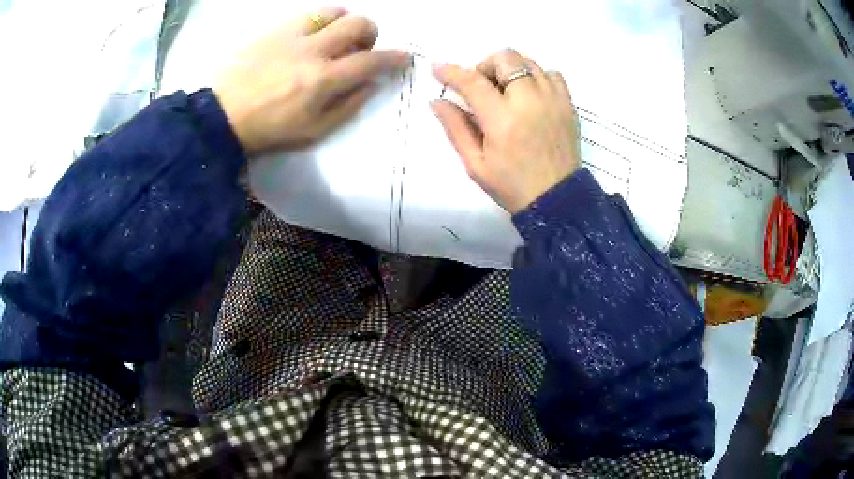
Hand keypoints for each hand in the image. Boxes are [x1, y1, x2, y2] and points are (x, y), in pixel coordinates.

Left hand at [214, 8, 409, 155]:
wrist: (222, 115)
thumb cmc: (269, 129)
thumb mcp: (313, 131)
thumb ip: (348, 106)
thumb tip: (371, 84)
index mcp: (323, 80)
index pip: (371, 61)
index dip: (394, 57)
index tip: (404, 57)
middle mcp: (312, 50)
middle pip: (358, 24)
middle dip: (370, 33)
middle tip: (360, 48)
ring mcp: (292, 35)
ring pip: (334, 11)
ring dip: (344, 23)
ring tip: (335, 38)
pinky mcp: (274, 29)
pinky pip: (307, 14)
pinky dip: (319, 22)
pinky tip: (310, 37)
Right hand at [431, 49, 580, 213]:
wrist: (557, 200)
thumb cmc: (512, 186)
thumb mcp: (475, 164)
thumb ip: (456, 128)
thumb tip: (437, 101)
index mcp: (502, 120)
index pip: (472, 81)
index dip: (451, 71)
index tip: (438, 69)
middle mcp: (530, 101)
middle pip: (506, 58)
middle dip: (486, 65)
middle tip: (482, 87)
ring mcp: (553, 100)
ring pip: (529, 62)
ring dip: (511, 70)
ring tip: (506, 92)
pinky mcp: (568, 104)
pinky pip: (552, 74)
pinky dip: (537, 77)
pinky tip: (530, 96)